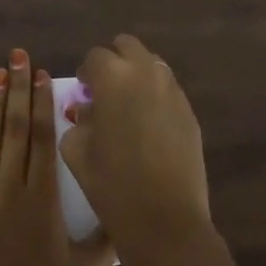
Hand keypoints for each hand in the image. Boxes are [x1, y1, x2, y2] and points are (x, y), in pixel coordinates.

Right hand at [61, 34, 215, 265]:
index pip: (95, 57)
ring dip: (137, 75)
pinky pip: (168, 89)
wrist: (164, 219)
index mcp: (113, 76)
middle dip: (114, 62)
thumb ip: (78, 119)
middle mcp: (146, 72)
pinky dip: (155, 96)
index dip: (86, 73)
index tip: (83, 92)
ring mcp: (173, 90)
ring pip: (152, 64)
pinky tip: (149, 126)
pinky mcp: (190, 111)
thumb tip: (88, 108)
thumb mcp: (76, 149)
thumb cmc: (111, 183)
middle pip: (128, 46)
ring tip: (128, 107)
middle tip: (105, 91)